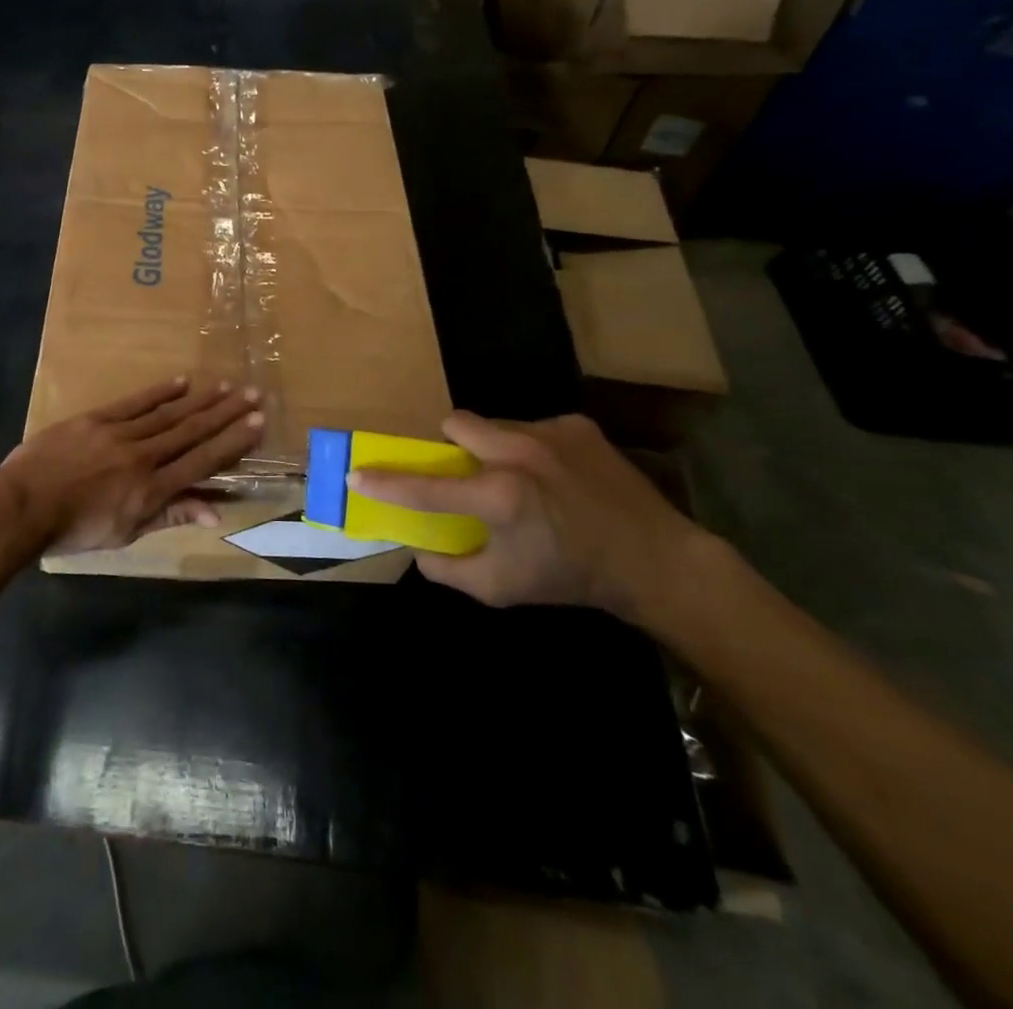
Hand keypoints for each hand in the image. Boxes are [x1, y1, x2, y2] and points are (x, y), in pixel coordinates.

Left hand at [0, 378, 264, 554]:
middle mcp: (143, 457)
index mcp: (152, 490)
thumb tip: (216, 512)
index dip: (232, 442)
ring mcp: (120, 434)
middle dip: (226, 414)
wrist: (23, 505)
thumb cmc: (74, 529)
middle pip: (192, 431)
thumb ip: (170, 516)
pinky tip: (182, 382)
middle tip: (254, 395)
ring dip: (201, 399)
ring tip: (227, 385)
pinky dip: (160, 392)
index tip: (257, 424)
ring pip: (169, 414)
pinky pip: (136, 402)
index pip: (202, 462)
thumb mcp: (126, 533)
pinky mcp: (98, 418)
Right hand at [349, 412, 702, 620]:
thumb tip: (419, 550)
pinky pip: (532, 427)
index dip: (385, 483)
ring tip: (521, 479)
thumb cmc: (571, 577)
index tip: (357, 474)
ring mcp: (549, 433)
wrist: (655, 561)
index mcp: (498, 497)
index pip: (425, 487)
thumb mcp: (502, 589)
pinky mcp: (576, 425)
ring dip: (493, 447)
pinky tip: (557, 476)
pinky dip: (531, 449)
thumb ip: (449, 570)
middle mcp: (518, 453)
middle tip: (466, 473)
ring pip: (494, 424)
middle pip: (455, 423)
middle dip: (450, 445)